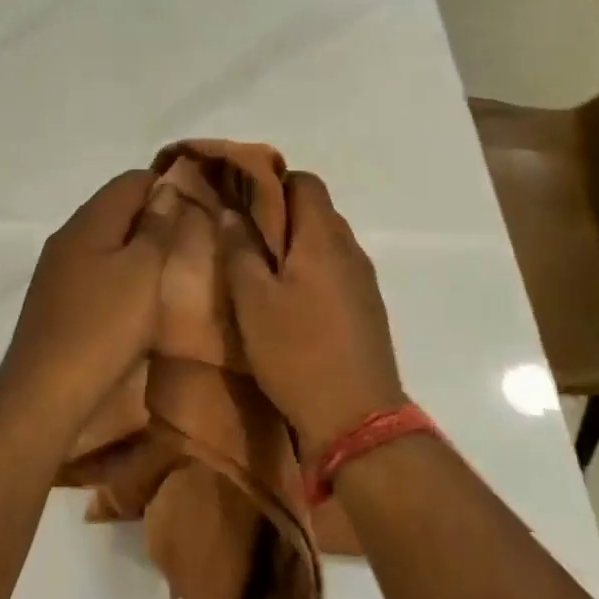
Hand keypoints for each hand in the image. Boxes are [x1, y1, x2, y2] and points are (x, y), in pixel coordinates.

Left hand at [0, 171, 181, 429]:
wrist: (45, 392)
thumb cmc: (103, 327)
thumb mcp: (143, 272)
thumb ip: (156, 227)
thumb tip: (166, 188)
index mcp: (88, 222)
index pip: (130, 180)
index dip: (167, 184)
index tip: (199, 205)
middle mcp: (67, 237)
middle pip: (115, 208)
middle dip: (153, 216)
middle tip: (190, 238)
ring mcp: (56, 269)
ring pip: (105, 240)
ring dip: (136, 247)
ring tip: (170, 267)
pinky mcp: (55, 300)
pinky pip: (94, 269)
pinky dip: (119, 271)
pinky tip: (137, 295)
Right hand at [220, 172, 403, 462]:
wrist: (356, 416)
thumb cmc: (296, 352)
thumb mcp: (253, 301)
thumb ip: (241, 251)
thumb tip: (231, 212)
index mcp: (323, 238)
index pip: (305, 182)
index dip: (272, 182)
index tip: (240, 199)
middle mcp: (350, 249)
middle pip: (318, 210)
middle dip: (281, 213)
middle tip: (243, 235)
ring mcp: (364, 280)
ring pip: (327, 242)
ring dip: (296, 244)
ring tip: (262, 268)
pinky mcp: (367, 308)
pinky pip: (337, 270)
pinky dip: (312, 269)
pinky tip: (290, 299)